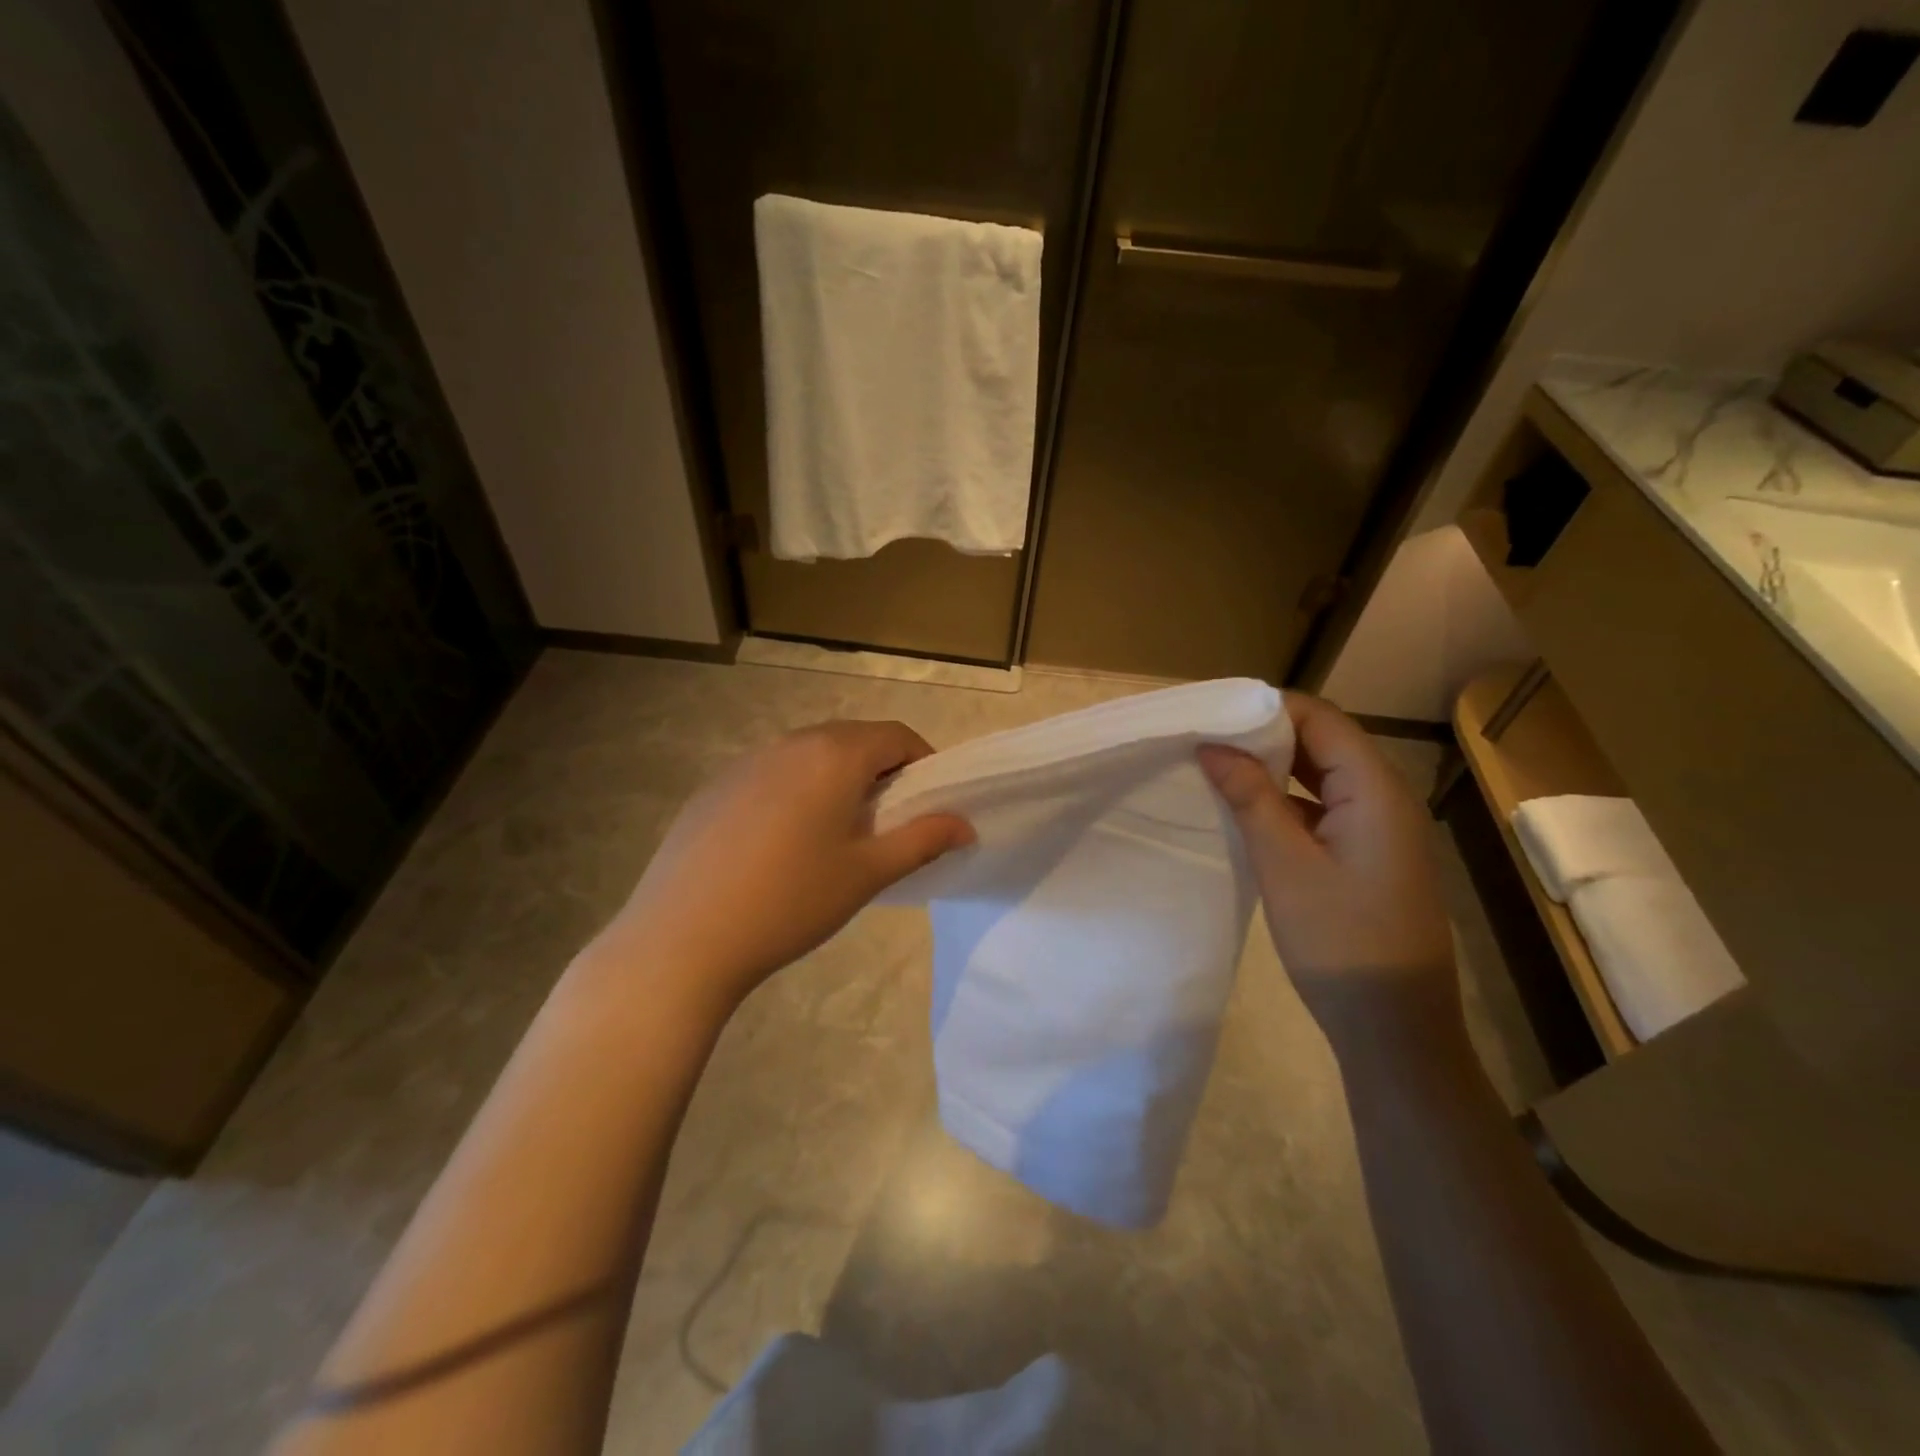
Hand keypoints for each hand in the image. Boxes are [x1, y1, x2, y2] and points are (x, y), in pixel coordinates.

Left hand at [599, 721, 972, 1013]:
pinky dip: (795, 791)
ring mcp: (745, 762)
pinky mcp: (714, 787)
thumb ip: (923, 840)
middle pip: (852, 740)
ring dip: (836, 779)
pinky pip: (771, 774)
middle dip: (881, 770)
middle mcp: (789, 743)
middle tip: (888, 821)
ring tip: (836, 834)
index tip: (929, 802)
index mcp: (834, 755)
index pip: (895, 736)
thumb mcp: (868, 873)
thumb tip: (965, 824)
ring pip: (809, 755)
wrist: (682, 938)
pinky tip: (780, 844)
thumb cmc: (790, 902)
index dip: (923, 762)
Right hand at [1198, 693, 1455, 1039]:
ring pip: (1324, 776)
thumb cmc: (1340, 940)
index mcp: (1376, 790)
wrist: (1394, 1027)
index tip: (1213, 715)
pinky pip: (1327, 808)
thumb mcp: (1285, 865)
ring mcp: (1381, 829)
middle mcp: (1386, 798)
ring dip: (1275, 768)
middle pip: (1325, 742)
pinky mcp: (1370, 855)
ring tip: (1219, 767)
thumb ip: (1251, 797)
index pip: (1321, 719)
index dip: (1267, 709)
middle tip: (1207, 739)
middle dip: (1266, 735)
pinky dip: (1288, 801)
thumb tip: (1213, 746)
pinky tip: (1250, 810)